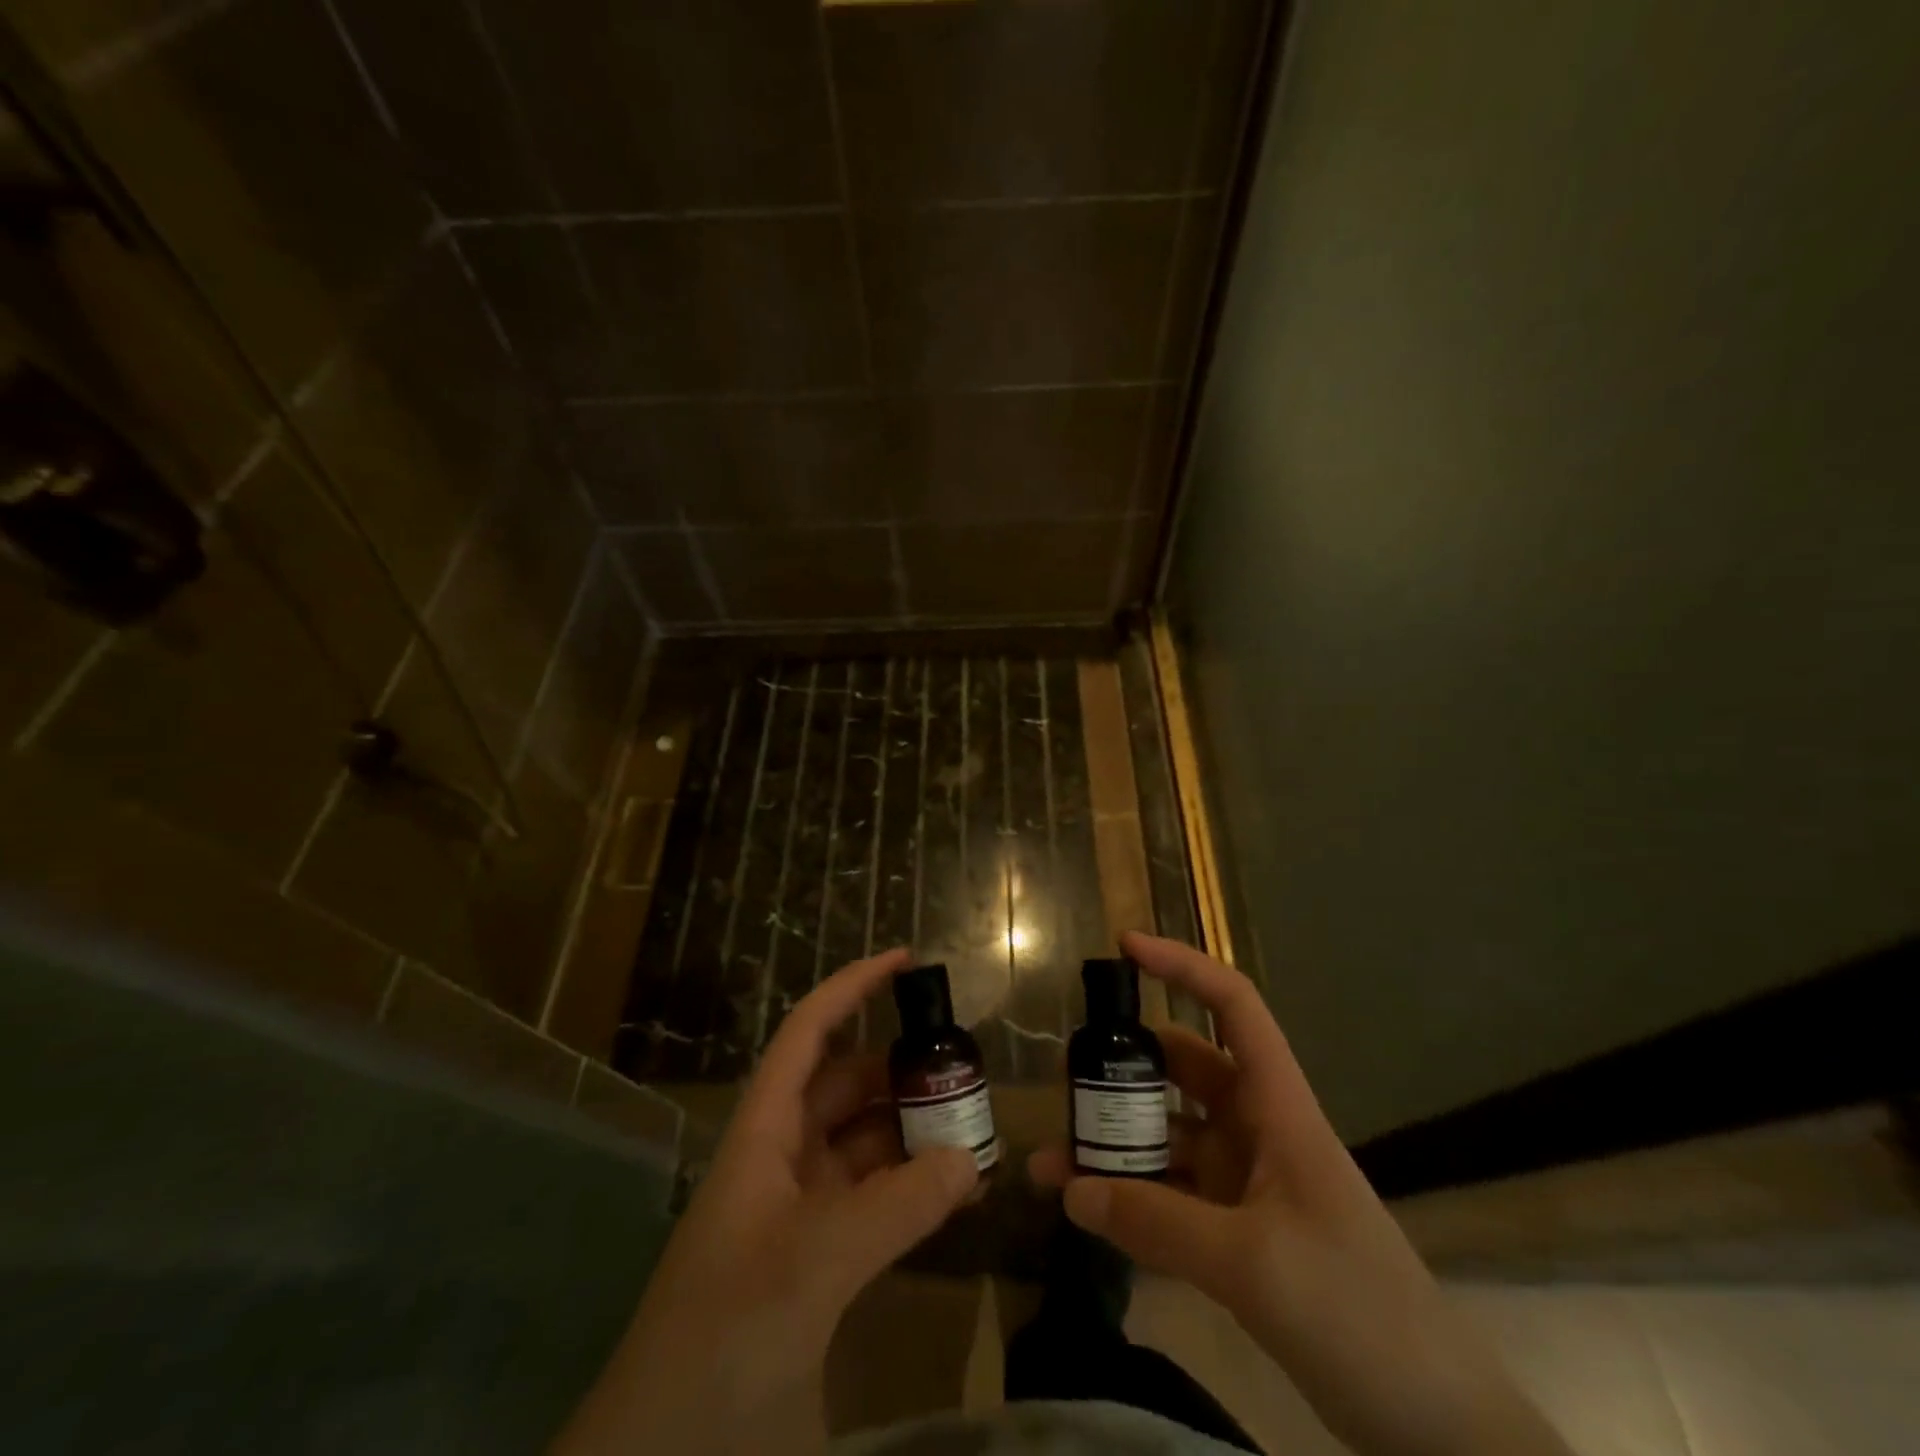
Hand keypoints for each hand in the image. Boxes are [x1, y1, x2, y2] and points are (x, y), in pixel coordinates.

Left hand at [552, 948, 978, 1455]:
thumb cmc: (724, 1332)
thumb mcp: (812, 1263)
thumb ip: (896, 1206)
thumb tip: (970, 1157)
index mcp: (764, 1132)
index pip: (808, 1034)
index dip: (851, 988)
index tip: (905, 961)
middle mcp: (782, 1157)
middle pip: (847, 1086)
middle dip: (901, 1070)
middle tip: (966, 1070)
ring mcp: (800, 1210)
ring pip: (866, 1144)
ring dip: (915, 1133)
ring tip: (977, 1131)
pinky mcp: (819, 1258)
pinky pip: (876, 1200)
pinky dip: (914, 1189)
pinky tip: (957, 1193)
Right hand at [1031, 932, 1568, 1455]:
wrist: (1436, 1425)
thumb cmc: (1358, 1311)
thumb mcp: (1253, 1264)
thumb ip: (1157, 1223)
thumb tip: (1070, 1190)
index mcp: (1276, 1107)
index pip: (1233, 1007)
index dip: (1182, 966)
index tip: (1124, 948)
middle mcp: (1256, 1130)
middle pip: (1182, 1071)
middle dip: (1122, 1069)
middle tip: (1064, 1080)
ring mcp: (1245, 1182)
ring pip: (1168, 1138)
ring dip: (1114, 1146)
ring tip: (1049, 1161)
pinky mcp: (1236, 1232)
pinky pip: (1170, 1196)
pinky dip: (1129, 1198)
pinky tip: (1085, 1213)